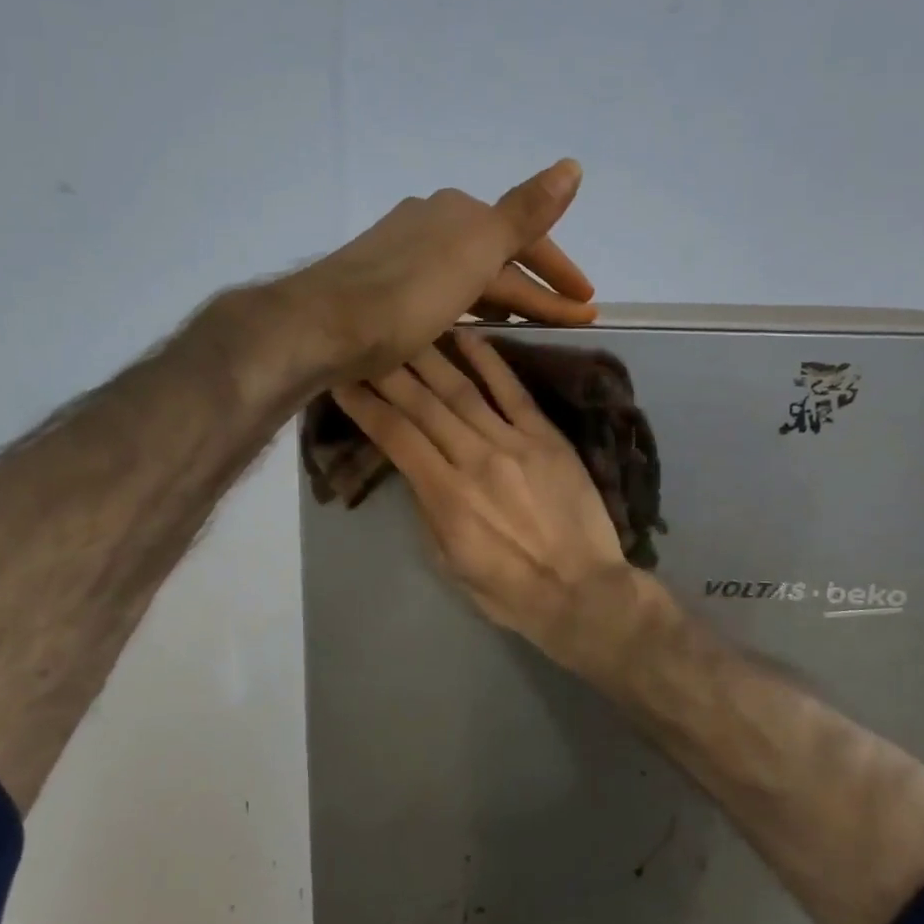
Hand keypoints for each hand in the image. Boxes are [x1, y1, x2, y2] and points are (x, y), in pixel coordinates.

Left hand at [283, 159, 596, 381]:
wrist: (321, 325)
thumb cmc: (407, 295)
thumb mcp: (476, 253)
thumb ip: (524, 212)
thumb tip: (572, 164)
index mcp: (459, 213)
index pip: (526, 239)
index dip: (559, 272)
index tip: (588, 306)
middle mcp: (429, 221)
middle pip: (497, 256)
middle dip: (536, 288)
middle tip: (571, 318)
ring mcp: (400, 252)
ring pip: (467, 274)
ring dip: (502, 296)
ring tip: (525, 323)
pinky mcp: (378, 283)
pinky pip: (439, 291)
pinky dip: (465, 306)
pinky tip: (463, 323)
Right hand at [330, 330, 651, 671]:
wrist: (582, 593)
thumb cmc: (509, 590)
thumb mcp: (449, 561)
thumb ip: (428, 510)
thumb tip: (415, 469)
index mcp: (444, 495)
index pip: (394, 436)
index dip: (364, 406)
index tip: (342, 382)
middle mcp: (473, 459)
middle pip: (422, 405)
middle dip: (387, 371)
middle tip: (363, 343)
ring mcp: (513, 443)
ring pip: (461, 390)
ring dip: (428, 357)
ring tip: (405, 330)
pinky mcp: (546, 437)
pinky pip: (513, 391)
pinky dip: (489, 361)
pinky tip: (466, 336)